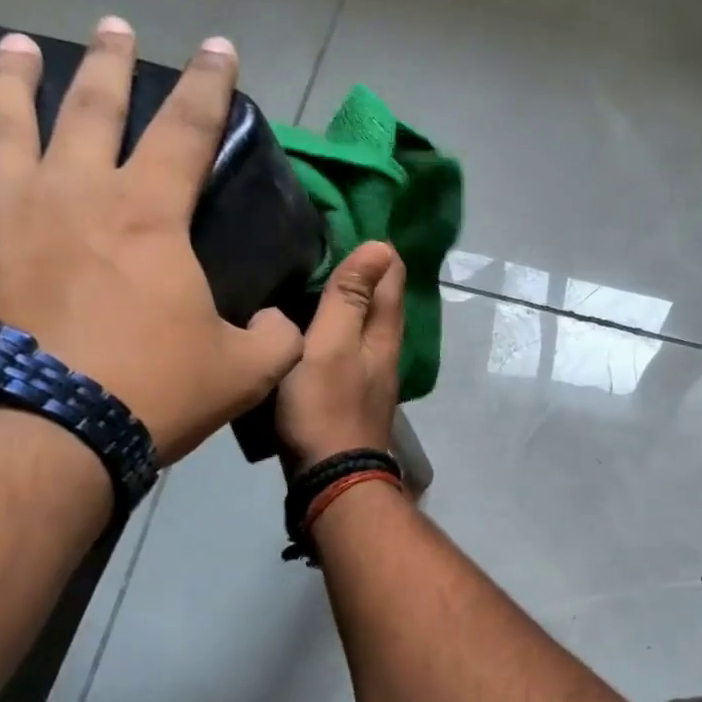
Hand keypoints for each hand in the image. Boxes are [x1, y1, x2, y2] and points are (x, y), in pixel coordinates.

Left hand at [0, 17, 303, 463]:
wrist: (34, 431)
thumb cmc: (149, 392)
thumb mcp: (243, 373)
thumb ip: (275, 339)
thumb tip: (282, 323)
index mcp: (148, 215)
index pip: (188, 131)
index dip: (210, 87)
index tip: (219, 48)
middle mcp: (70, 188)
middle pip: (93, 105)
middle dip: (112, 63)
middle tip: (116, 29)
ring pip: (5, 118)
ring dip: (18, 76)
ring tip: (21, 46)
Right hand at [276, 242, 405, 473]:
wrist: (329, 479)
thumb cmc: (326, 408)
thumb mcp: (331, 345)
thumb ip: (350, 299)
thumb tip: (381, 247)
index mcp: (384, 335)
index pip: (392, 277)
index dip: (375, 250)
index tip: (346, 222)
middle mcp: (384, 353)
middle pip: (380, 302)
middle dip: (362, 272)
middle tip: (324, 242)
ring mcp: (369, 377)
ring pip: (362, 327)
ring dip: (347, 301)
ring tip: (313, 277)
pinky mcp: (350, 396)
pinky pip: (345, 350)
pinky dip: (333, 330)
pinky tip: (309, 328)